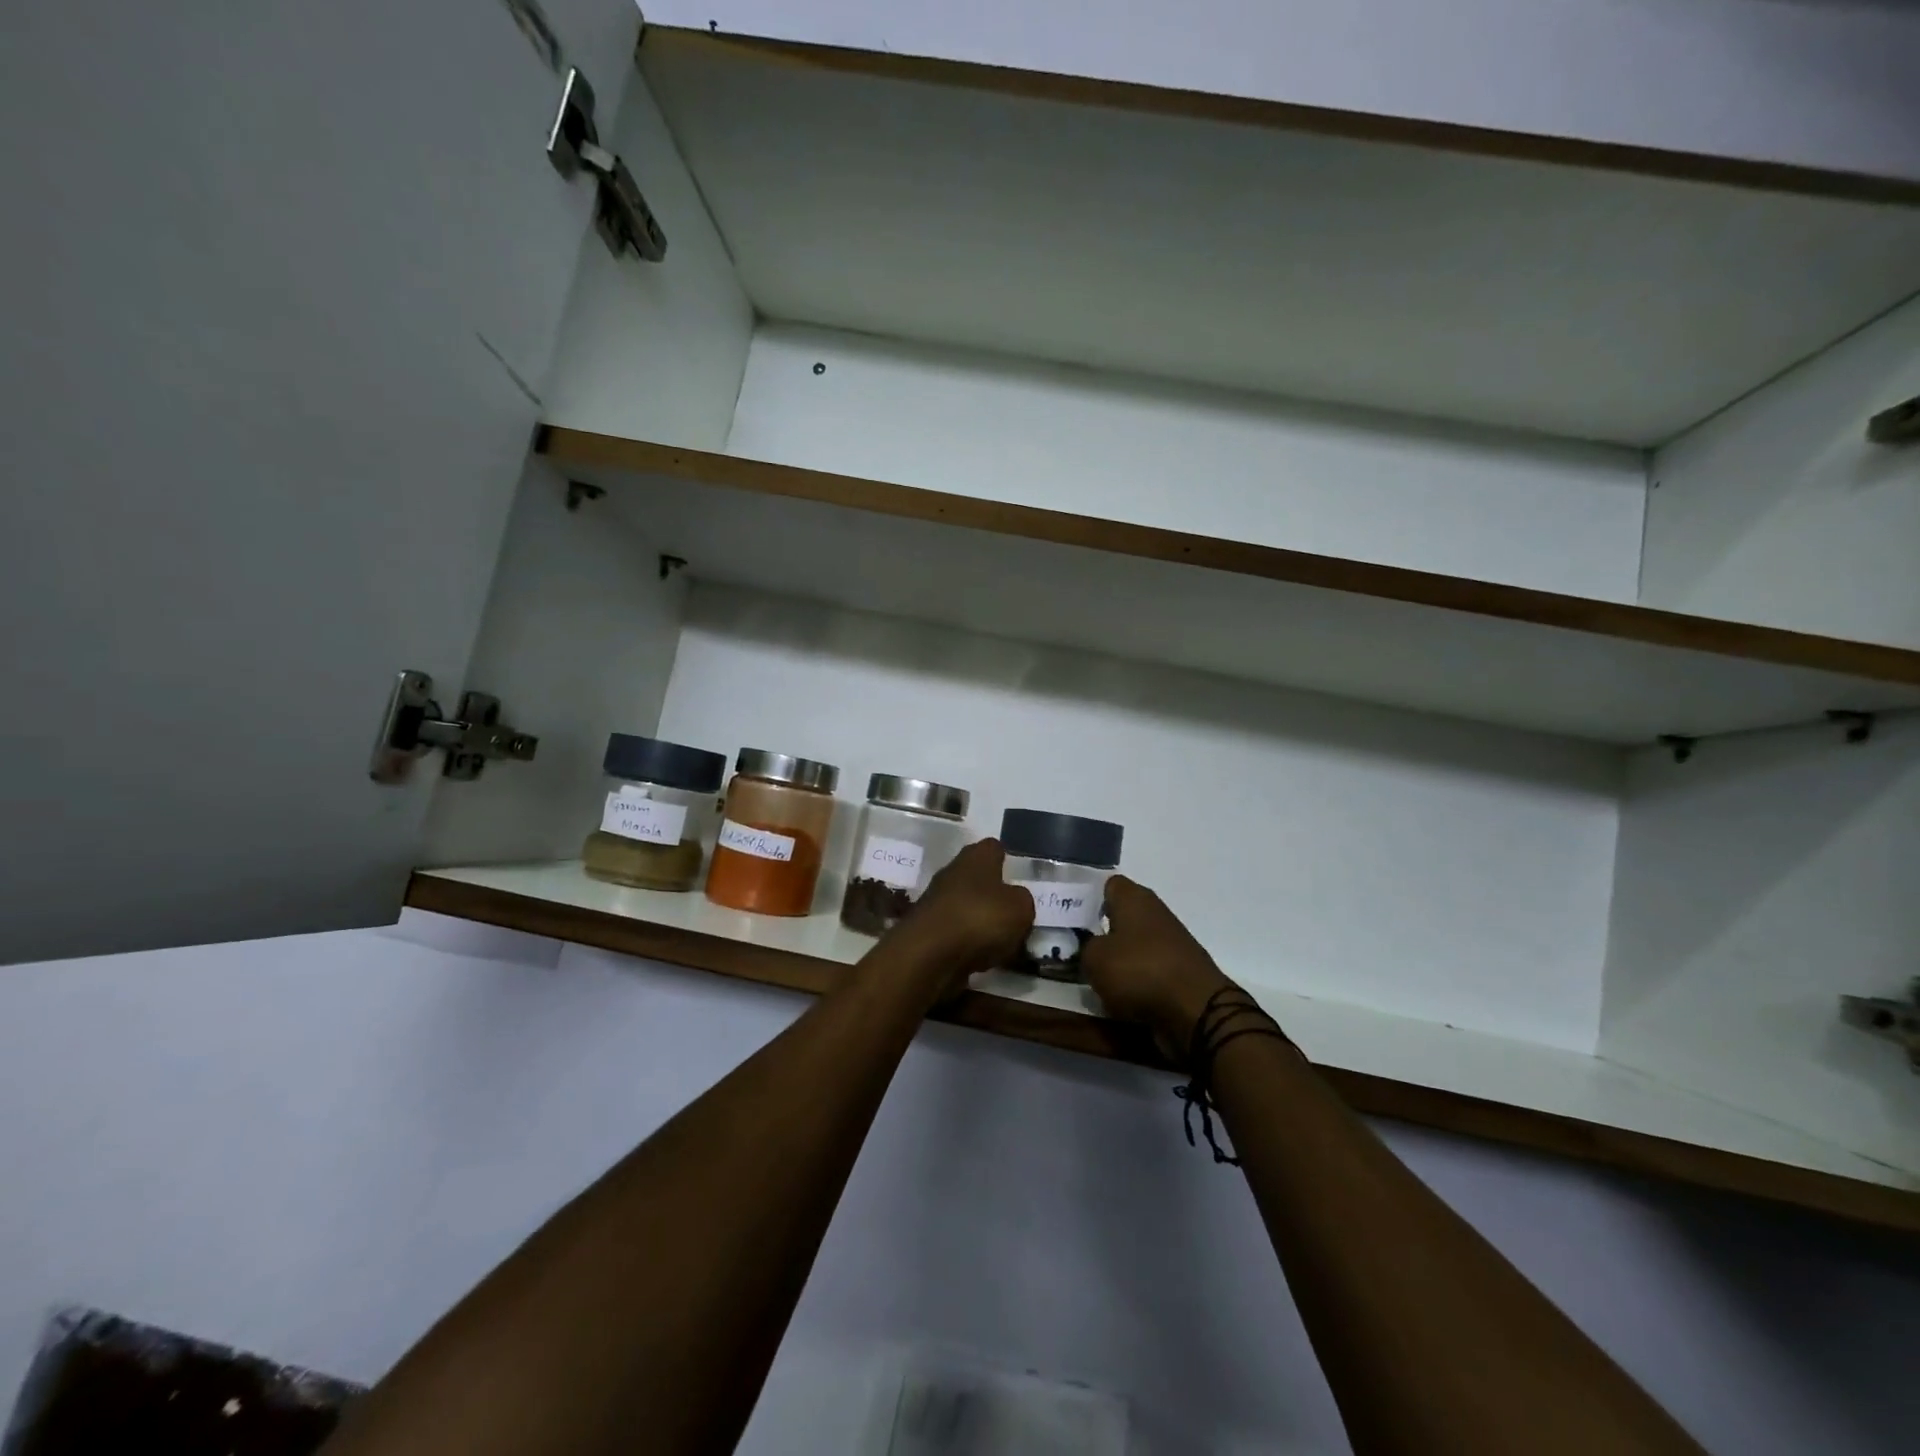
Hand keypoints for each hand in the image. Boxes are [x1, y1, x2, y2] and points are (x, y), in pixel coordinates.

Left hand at [885, 839, 1034, 990]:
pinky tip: (984, 959)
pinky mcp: (928, 930)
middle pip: (979, 878)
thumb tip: (1016, 900)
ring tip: (1005, 942)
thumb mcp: (1021, 908)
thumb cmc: (980, 918)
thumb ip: (1023, 900)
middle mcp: (953, 872)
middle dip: (995, 894)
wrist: (929, 954)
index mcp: (976, 857)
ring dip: (983, 921)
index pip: (994, 847)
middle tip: (1017, 913)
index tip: (1020, 875)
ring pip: (968, 907)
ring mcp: (937, 902)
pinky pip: (957, 933)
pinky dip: (970, 944)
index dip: (1008, 859)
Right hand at [1082, 876, 1237, 1053]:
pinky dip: (1135, 981)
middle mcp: (1154, 912)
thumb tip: (1090, 948)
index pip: (1108, 884)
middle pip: (1121, 916)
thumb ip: (1085, 948)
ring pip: (1133, 945)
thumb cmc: (1139, 971)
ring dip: (1117, 959)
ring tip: (1094, 976)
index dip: (1088, 897)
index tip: (1070, 916)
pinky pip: (1147, 970)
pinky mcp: (1179, 971)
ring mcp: (1171, 942)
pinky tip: (1119, 995)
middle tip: (1075, 947)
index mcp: (1134, 898)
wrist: (1196, 1011)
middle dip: (1100, 930)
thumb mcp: (1094, 959)